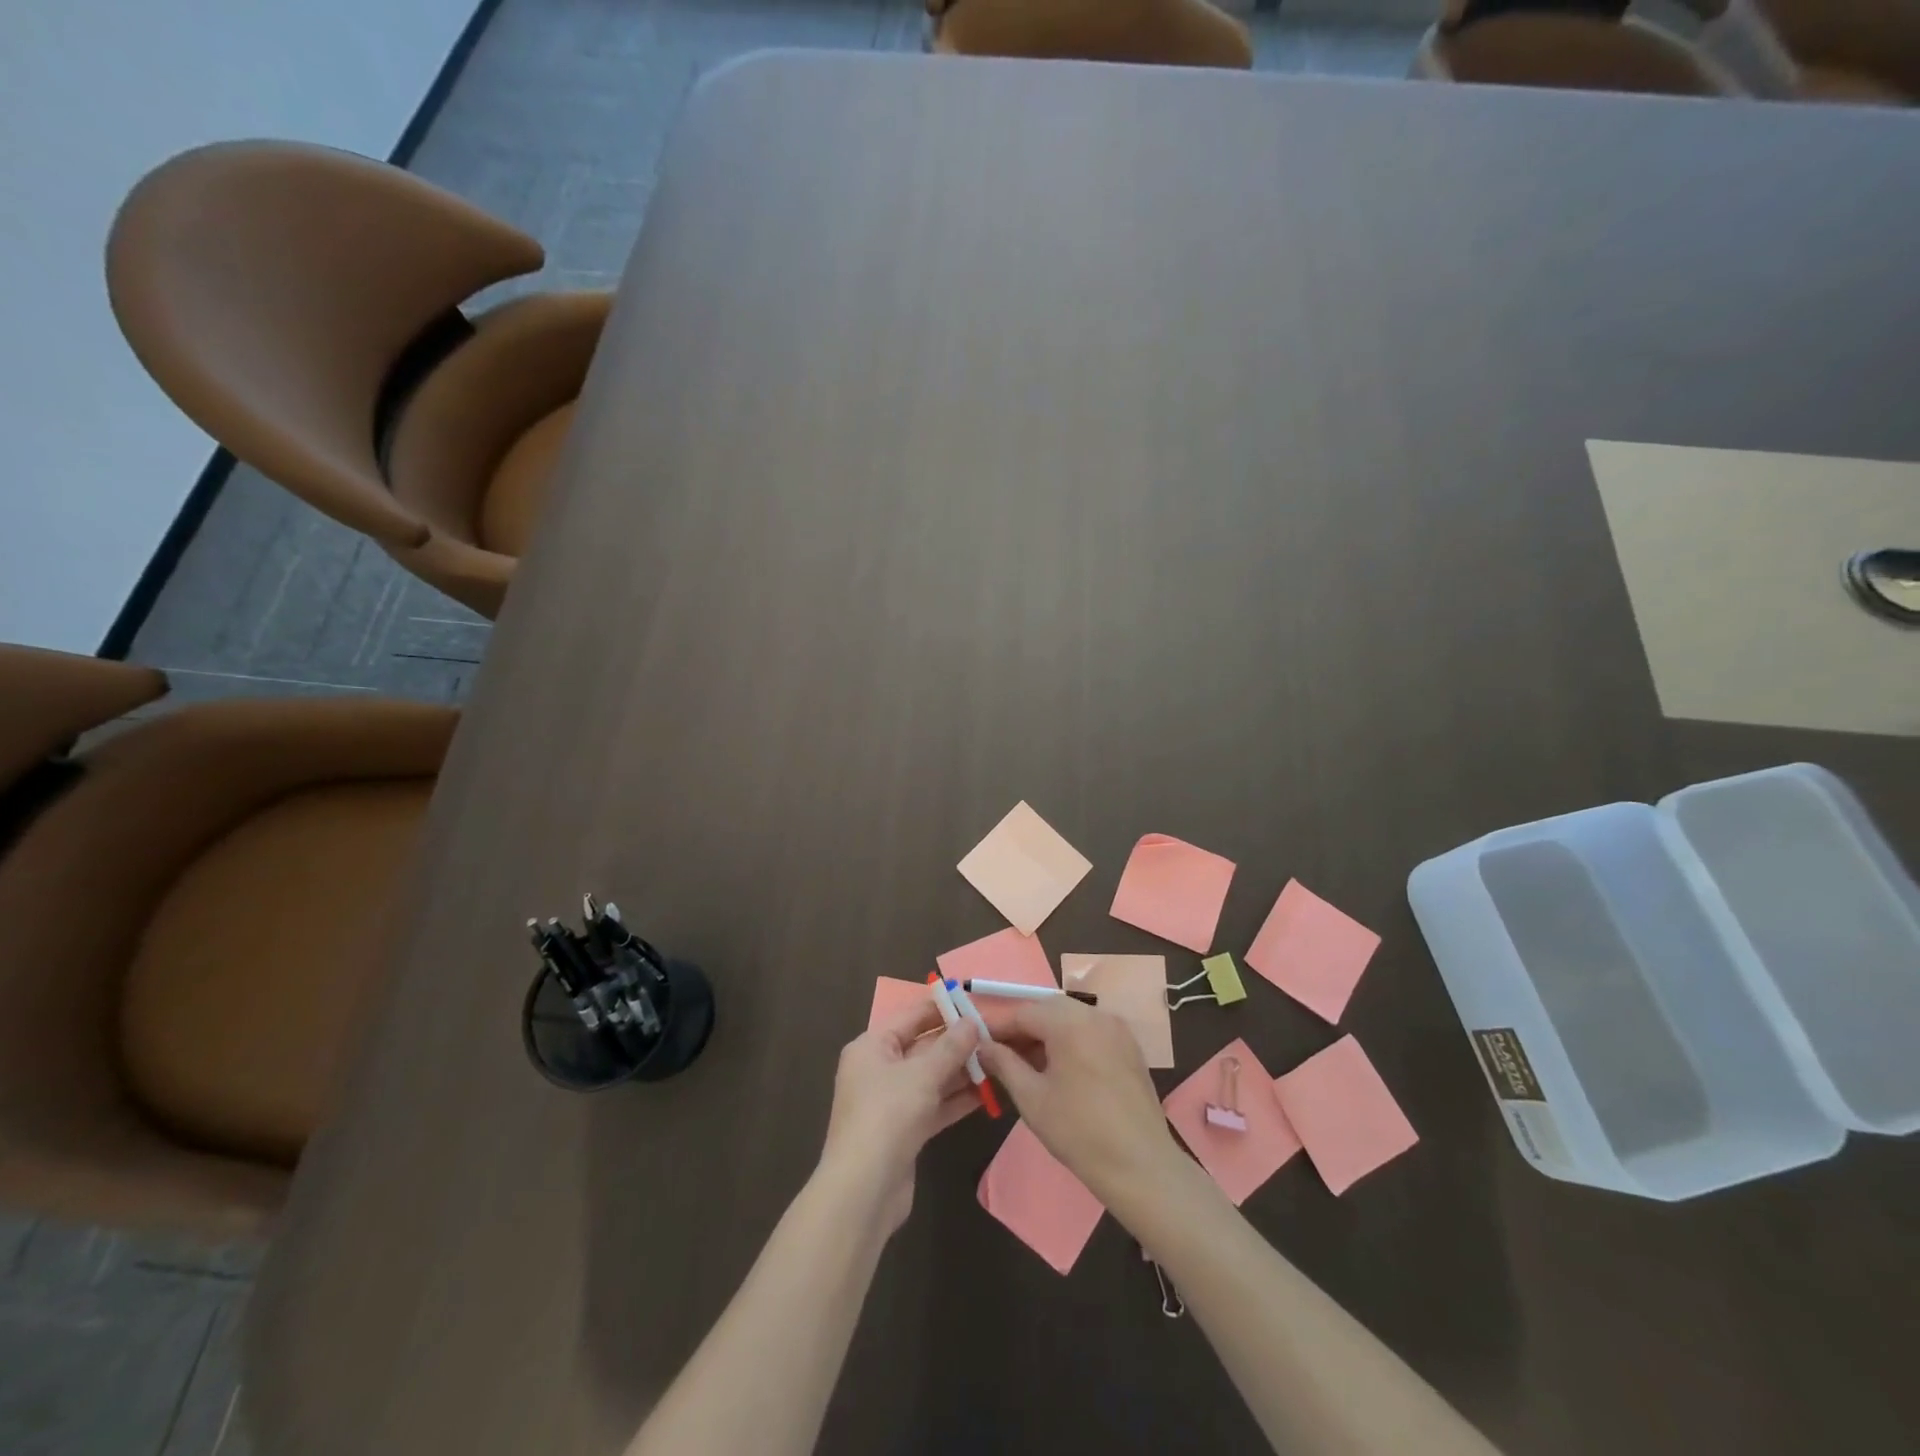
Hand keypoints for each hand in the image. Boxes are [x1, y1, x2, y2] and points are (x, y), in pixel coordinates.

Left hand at [817, 998, 981, 1232]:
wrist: (864, 1191)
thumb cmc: (888, 1116)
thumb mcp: (922, 1075)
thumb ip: (951, 1047)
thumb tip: (972, 1021)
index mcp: (872, 1046)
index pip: (911, 1016)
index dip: (943, 1008)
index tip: (976, 1003)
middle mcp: (878, 1069)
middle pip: (923, 1046)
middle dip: (957, 1042)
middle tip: (995, 1034)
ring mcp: (891, 1101)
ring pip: (931, 1077)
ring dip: (962, 1071)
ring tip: (998, 1060)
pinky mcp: (905, 1130)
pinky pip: (934, 1104)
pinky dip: (957, 1098)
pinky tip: (987, 1093)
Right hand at [976, 999, 1183, 1206]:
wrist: (1140, 1165)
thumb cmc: (1079, 1132)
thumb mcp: (1031, 1098)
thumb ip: (1004, 1063)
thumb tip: (983, 1046)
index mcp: (1070, 1022)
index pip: (1024, 1012)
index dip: (999, 1027)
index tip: (979, 1044)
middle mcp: (1095, 1014)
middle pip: (1048, 1010)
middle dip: (1023, 1029)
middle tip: (1002, 1055)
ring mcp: (1117, 1029)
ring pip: (1071, 1019)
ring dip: (1047, 1034)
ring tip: (1028, 1065)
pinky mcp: (1130, 1046)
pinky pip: (1091, 1031)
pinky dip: (1071, 1041)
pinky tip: (1060, 1069)